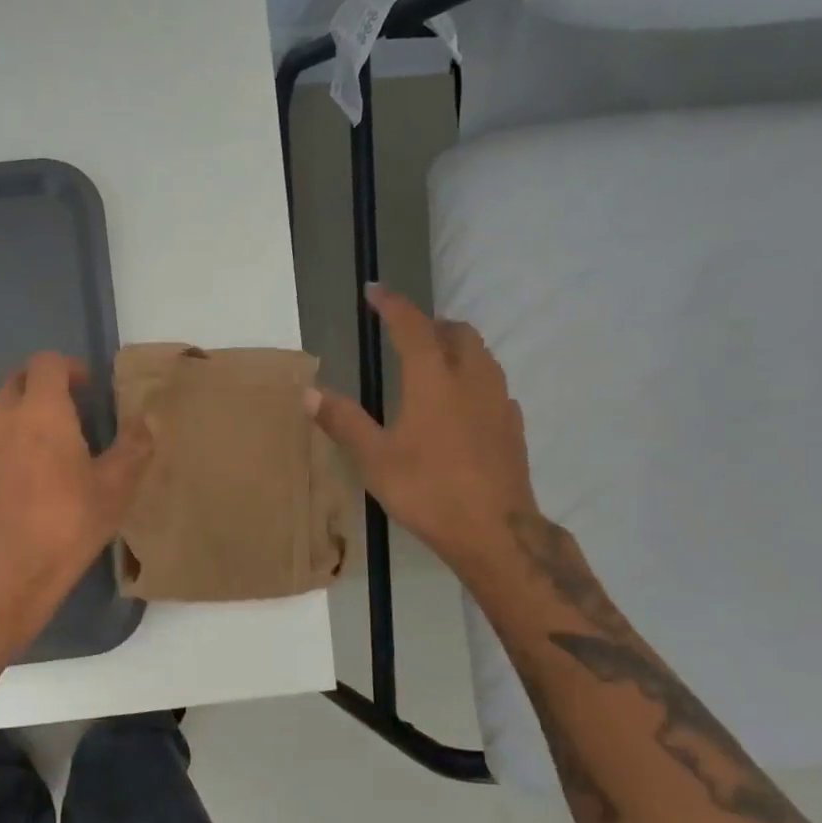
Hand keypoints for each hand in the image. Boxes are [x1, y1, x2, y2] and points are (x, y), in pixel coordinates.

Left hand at [0, 352, 151, 658]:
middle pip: (15, 382)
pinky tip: (17, 491)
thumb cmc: (66, 524)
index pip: (46, 362)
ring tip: (44, 457)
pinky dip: (1, 455)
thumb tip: (143, 423)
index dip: (68, 368)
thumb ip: (133, 448)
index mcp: (41, 411)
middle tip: (66, 415)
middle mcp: (0, 420)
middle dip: (40, 388)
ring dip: (19, 423)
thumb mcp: (115, 489)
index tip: (86, 389)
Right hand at [308, 284, 537, 580]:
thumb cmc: (427, 490)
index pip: (412, 326)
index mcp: (433, 379)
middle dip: (430, 324)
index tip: (375, 290)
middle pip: (457, 332)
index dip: (392, 304)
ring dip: (456, 347)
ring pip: (481, 355)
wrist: (494, 532)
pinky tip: (461, 405)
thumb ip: (343, 420)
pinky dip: (474, 380)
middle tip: (404, 335)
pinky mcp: (513, 426)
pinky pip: (493, 386)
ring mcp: (498, 402)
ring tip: (432, 363)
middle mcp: (470, 379)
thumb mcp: (374, 459)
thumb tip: (308, 392)